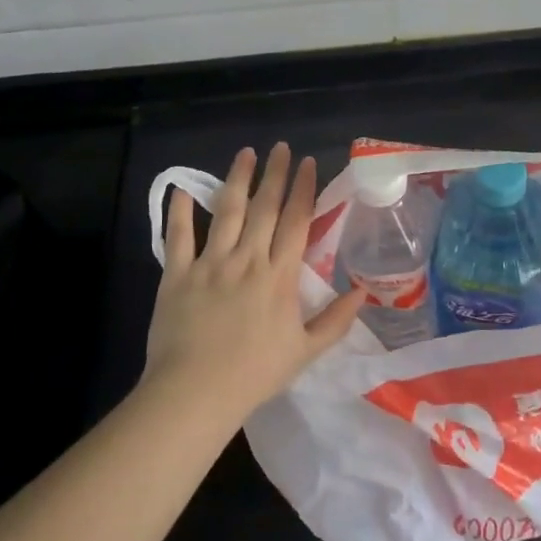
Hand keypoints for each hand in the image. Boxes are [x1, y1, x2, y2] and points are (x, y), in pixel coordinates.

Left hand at [145, 142, 364, 423]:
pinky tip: (184, 188)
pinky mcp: (178, 274)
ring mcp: (210, 263)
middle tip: (279, 147)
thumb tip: (363, 293)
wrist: (196, 392)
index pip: (296, 222)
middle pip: (265, 208)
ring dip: (237, 180)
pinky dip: (180, 211)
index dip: (304, 190)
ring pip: (227, 212)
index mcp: (279, 276)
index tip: (308, 163)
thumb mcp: (306, 352)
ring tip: (245, 154)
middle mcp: (247, 259)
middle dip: (275, 175)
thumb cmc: (255, 374)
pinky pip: (178, 236)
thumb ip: (335, 321)